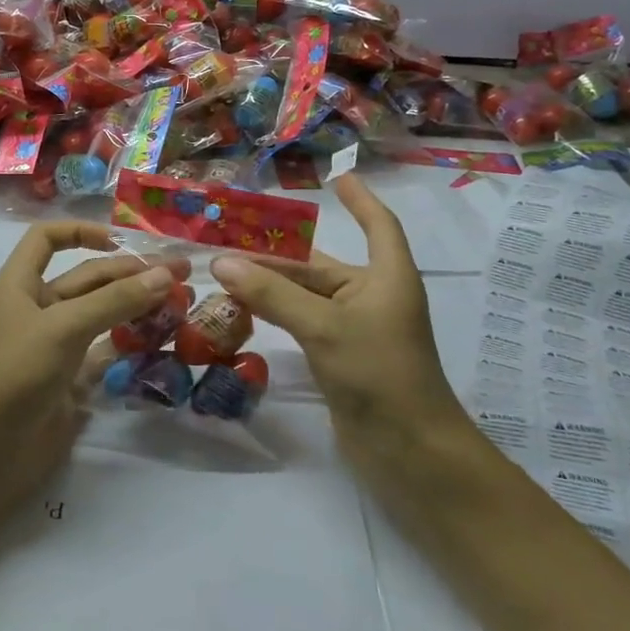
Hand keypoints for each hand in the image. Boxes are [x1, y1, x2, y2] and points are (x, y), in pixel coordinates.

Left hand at [0, 223, 186, 510]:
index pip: (47, 239)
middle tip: (183, 275)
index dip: (81, 231)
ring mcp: (55, 346)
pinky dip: (132, 344)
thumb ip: (115, 300)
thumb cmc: (14, 373)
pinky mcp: (70, 381)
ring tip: (181, 305)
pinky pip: (106, 352)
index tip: (121, 241)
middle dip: (131, 273)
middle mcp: (38, 309)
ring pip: (102, 315)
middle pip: (87, 278)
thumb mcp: (63, 327)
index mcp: (21, 284)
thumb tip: (166, 275)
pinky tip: (163, 341)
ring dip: (137, 307)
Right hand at [208, 175, 467, 471]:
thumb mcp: (323, 326)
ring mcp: (355, 330)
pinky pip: (302, 323)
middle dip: (279, 253)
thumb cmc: (379, 373)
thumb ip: (271, 294)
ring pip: (306, 295)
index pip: (378, 225)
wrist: (409, 452)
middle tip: (230, 238)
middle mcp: (372, 297)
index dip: (361, 200)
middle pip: (321, 264)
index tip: (339, 178)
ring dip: (270, 285)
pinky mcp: (340, 358)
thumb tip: (220, 262)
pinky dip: (275, 313)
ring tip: (224, 270)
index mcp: (386, 277)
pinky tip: (243, 309)